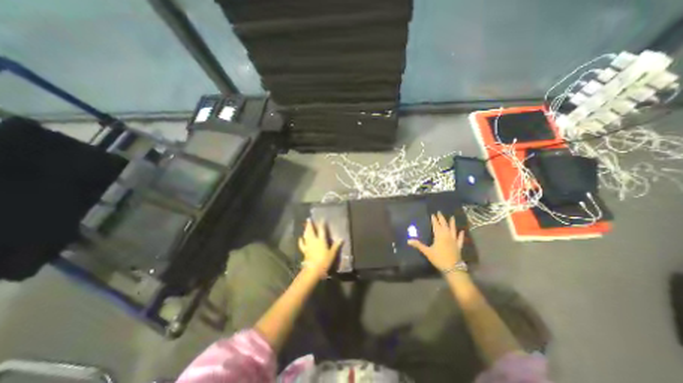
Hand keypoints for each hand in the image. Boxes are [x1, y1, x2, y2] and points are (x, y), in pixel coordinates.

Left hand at [298, 218, 341, 278]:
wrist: (313, 269)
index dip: (322, 224)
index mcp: (321, 240)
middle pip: (311, 230)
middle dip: (310, 224)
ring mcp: (308, 245)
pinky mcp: (304, 250)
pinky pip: (302, 244)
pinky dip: (301, 240)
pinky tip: (300, 238)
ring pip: (306, 235)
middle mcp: (314, 240)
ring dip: (305, 230)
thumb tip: (342, 238)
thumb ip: (336, 245)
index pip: (322, 230)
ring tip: (305, 226)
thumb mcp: (332, 253)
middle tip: (308, 219)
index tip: (322, 218)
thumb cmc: (324, 261)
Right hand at [407, 212, 467, 272]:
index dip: (434, 219)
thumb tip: (408, 241)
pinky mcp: (458, 246)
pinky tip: (462, 231)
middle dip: (442, 218)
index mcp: (439, 235)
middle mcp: (447, 235)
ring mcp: (454, 240)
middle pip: (444, 225)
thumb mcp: (427, 252)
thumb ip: (418, 245)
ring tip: (452, 217)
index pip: (436, 225)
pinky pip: (460, 239)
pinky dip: (461, 235)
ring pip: (453, 229)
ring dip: (452, 223)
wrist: (453, 268)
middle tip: (440, 212)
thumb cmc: (439, 258)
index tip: (433, 214)